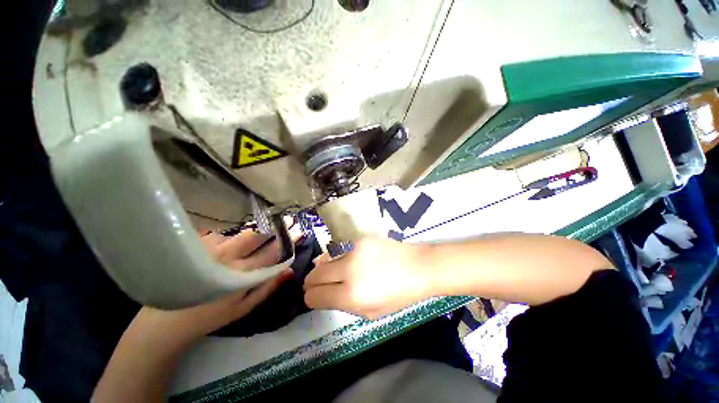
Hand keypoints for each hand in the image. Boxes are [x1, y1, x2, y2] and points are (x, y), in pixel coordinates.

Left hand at [94, 227, 300, 402]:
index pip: (272, 251)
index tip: (299, 229)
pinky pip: (220, 234)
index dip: (288, 239)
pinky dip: (228, 238)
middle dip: (272, 227)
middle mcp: (228, 257)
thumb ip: (268, 287)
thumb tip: (290, 269)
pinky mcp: (195, 245)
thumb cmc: (211, 316)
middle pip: (256, 234)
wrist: (166, 322)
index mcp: (242, 273)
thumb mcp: (244, 308)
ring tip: (253, 237)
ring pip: (238, 232)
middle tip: (282, 221)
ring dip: (250, 233)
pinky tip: (225, 246)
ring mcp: (209, 248)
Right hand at [304, 236, 431, 319]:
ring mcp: (354, 250)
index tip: (314, 297)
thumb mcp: (370, 312)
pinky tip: (350, 260)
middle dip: (311, 283)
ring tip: (332, 272)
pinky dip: (341, 258)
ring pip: (326, 260)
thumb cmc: (398, 295)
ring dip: (325, 268)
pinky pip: (342, 250)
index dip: (311, 298)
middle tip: (314, 285)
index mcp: (352, 295)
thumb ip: (343, 304)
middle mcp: (349, 270)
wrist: (418, 267)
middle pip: (315, 275)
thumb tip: (324, 294)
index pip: (315, 296)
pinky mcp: (360, 238)